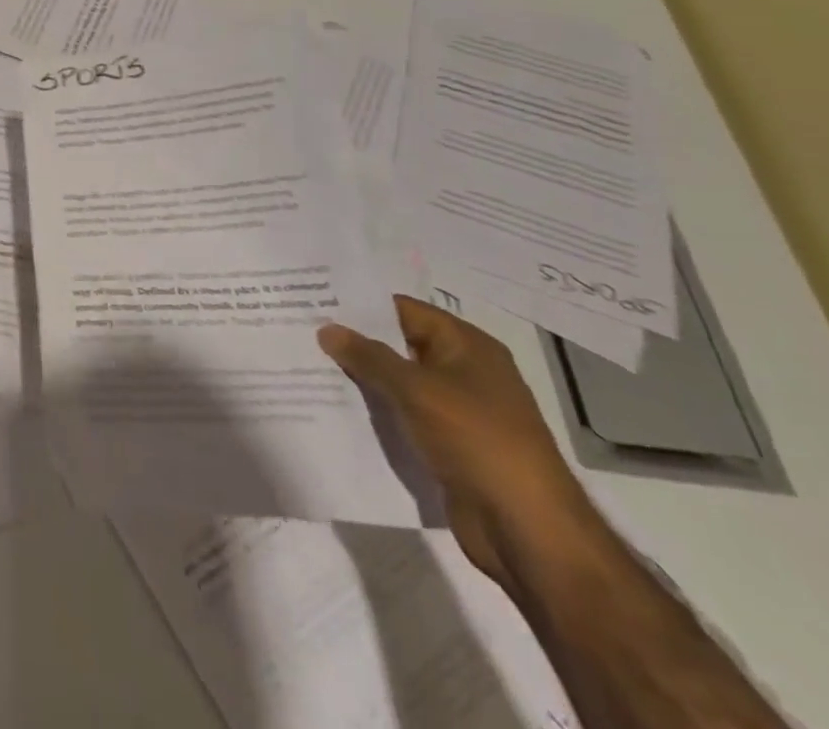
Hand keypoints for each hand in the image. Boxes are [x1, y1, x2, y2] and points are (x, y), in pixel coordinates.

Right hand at [319, 295, 599, 589]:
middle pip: (399, 344)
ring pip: (397, 382)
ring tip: (307, 363)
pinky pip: (402, 415)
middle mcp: (464, 371)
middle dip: (354, 341)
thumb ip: (368, 357)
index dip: (360, 304)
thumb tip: (327, 328)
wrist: (527, 530)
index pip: (403, 310)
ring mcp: (457, 410)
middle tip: (301, 329)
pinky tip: (334, 405)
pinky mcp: (447, 444)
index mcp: (468, 346)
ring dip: (361, 377)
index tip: (312, 298)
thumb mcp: (416, 390)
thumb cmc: (477, 441)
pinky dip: (374, 410)